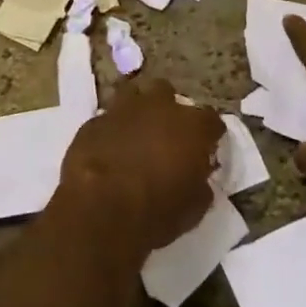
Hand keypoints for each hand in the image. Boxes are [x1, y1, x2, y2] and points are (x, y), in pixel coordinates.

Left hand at [55, 77, 223, 253]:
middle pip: (169, 95)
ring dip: (138, 112)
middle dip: (169, 112)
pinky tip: (109, 149)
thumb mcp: (193, 209)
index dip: (209, 135)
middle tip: (166, 137)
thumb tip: (197, 176)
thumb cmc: (156, 211)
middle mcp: (160, 107)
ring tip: (136, 134)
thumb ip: (199, 183)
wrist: (100, 209)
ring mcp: (124, 108)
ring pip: (135, 95)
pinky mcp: (94, 120)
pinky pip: (108, 119)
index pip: (211, 120)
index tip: (206, 149)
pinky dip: (112, 130)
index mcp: (192, 126)